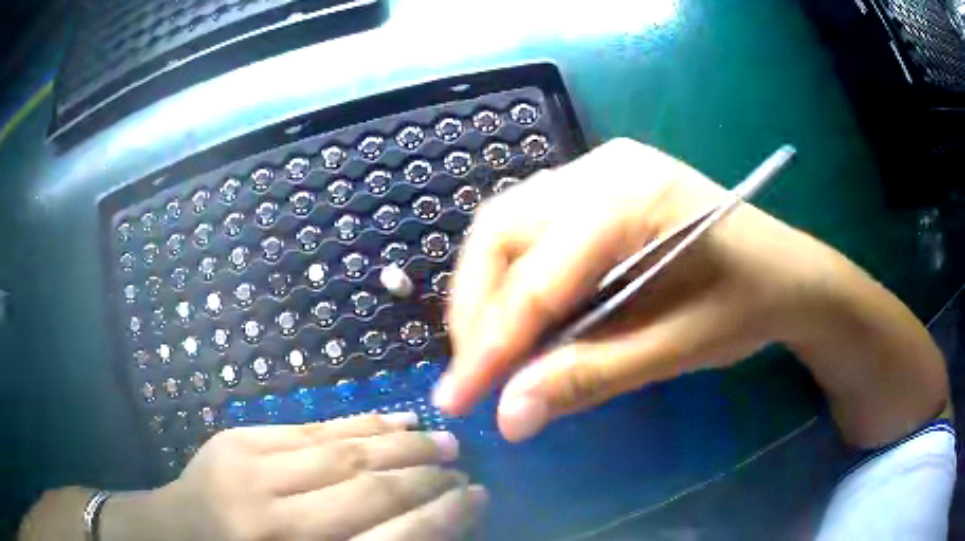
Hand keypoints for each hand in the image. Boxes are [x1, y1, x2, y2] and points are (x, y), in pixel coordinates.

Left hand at [145, 414, 485, 540]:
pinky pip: (310, 427)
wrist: (175, 533)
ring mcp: (250, 469)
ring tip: (440, 438)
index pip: (389, 539)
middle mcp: (274, 518)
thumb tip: (427, 524)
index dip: (441, 516)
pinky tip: (389, 419)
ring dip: (400, 442)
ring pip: (343, 449)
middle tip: (461, 466)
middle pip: (368, 488)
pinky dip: (358, 423)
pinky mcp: (237, 439)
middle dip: (426, 475)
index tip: (477, 497)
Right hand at [434, 138, 946, 444]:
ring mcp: (595, 168)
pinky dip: (513, 278)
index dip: (490, 347)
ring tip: (494, 350)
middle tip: (478, 374)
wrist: (785, 270)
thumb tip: (509, 417)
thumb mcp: (675, 349)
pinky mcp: (595, 185)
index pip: (537, 279)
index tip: (456, 401)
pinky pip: (529, 227)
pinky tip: (524, 315)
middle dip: (476, 311)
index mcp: (630, 198)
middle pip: (500, 233)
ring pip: (504, 227)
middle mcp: (600, 167)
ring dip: (487, 294)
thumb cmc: (746, 304)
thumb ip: (589, 376)